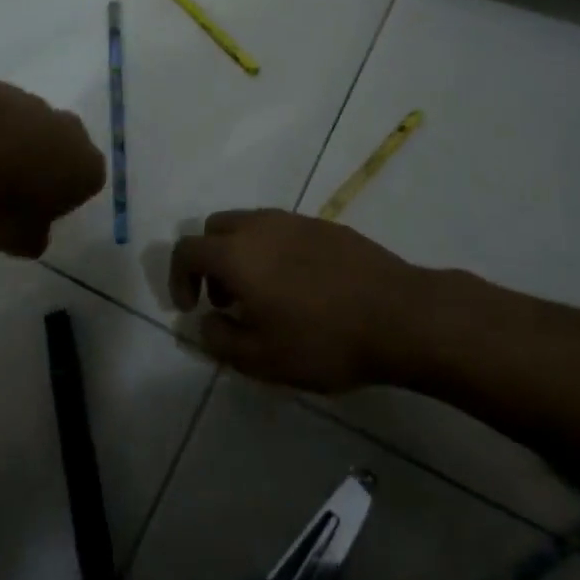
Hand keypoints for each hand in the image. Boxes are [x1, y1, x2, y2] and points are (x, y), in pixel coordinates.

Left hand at [0, 78, 104, 257]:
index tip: (37, 210)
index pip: (87, 181)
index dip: (63, 197)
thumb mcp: (20, 241)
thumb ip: (32, 238)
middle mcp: (67, 129)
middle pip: (61, 144)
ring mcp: (30, 102)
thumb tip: (33, 236)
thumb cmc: (5, 203)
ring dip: (8, 141)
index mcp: (86, 167)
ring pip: (26, 124)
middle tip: (10, 187)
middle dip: (41, 161)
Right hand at [168, 209, 432, 392]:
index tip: (189, 308)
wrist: (401, 316)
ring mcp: (296, 221)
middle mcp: (261, 226)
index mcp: (236, 253)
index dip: (178, 278)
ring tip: (265, 297)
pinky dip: (274, 251)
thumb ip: (220, 339)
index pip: (187, 250)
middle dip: (210, 262)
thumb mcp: (261, 359)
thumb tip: (207, 322)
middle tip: (227, 301)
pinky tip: (301, 288)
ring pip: (251, 225)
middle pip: (216, 228)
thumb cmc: (323, 341)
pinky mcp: (326, 226)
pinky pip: (283, 230)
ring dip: (242, 255)